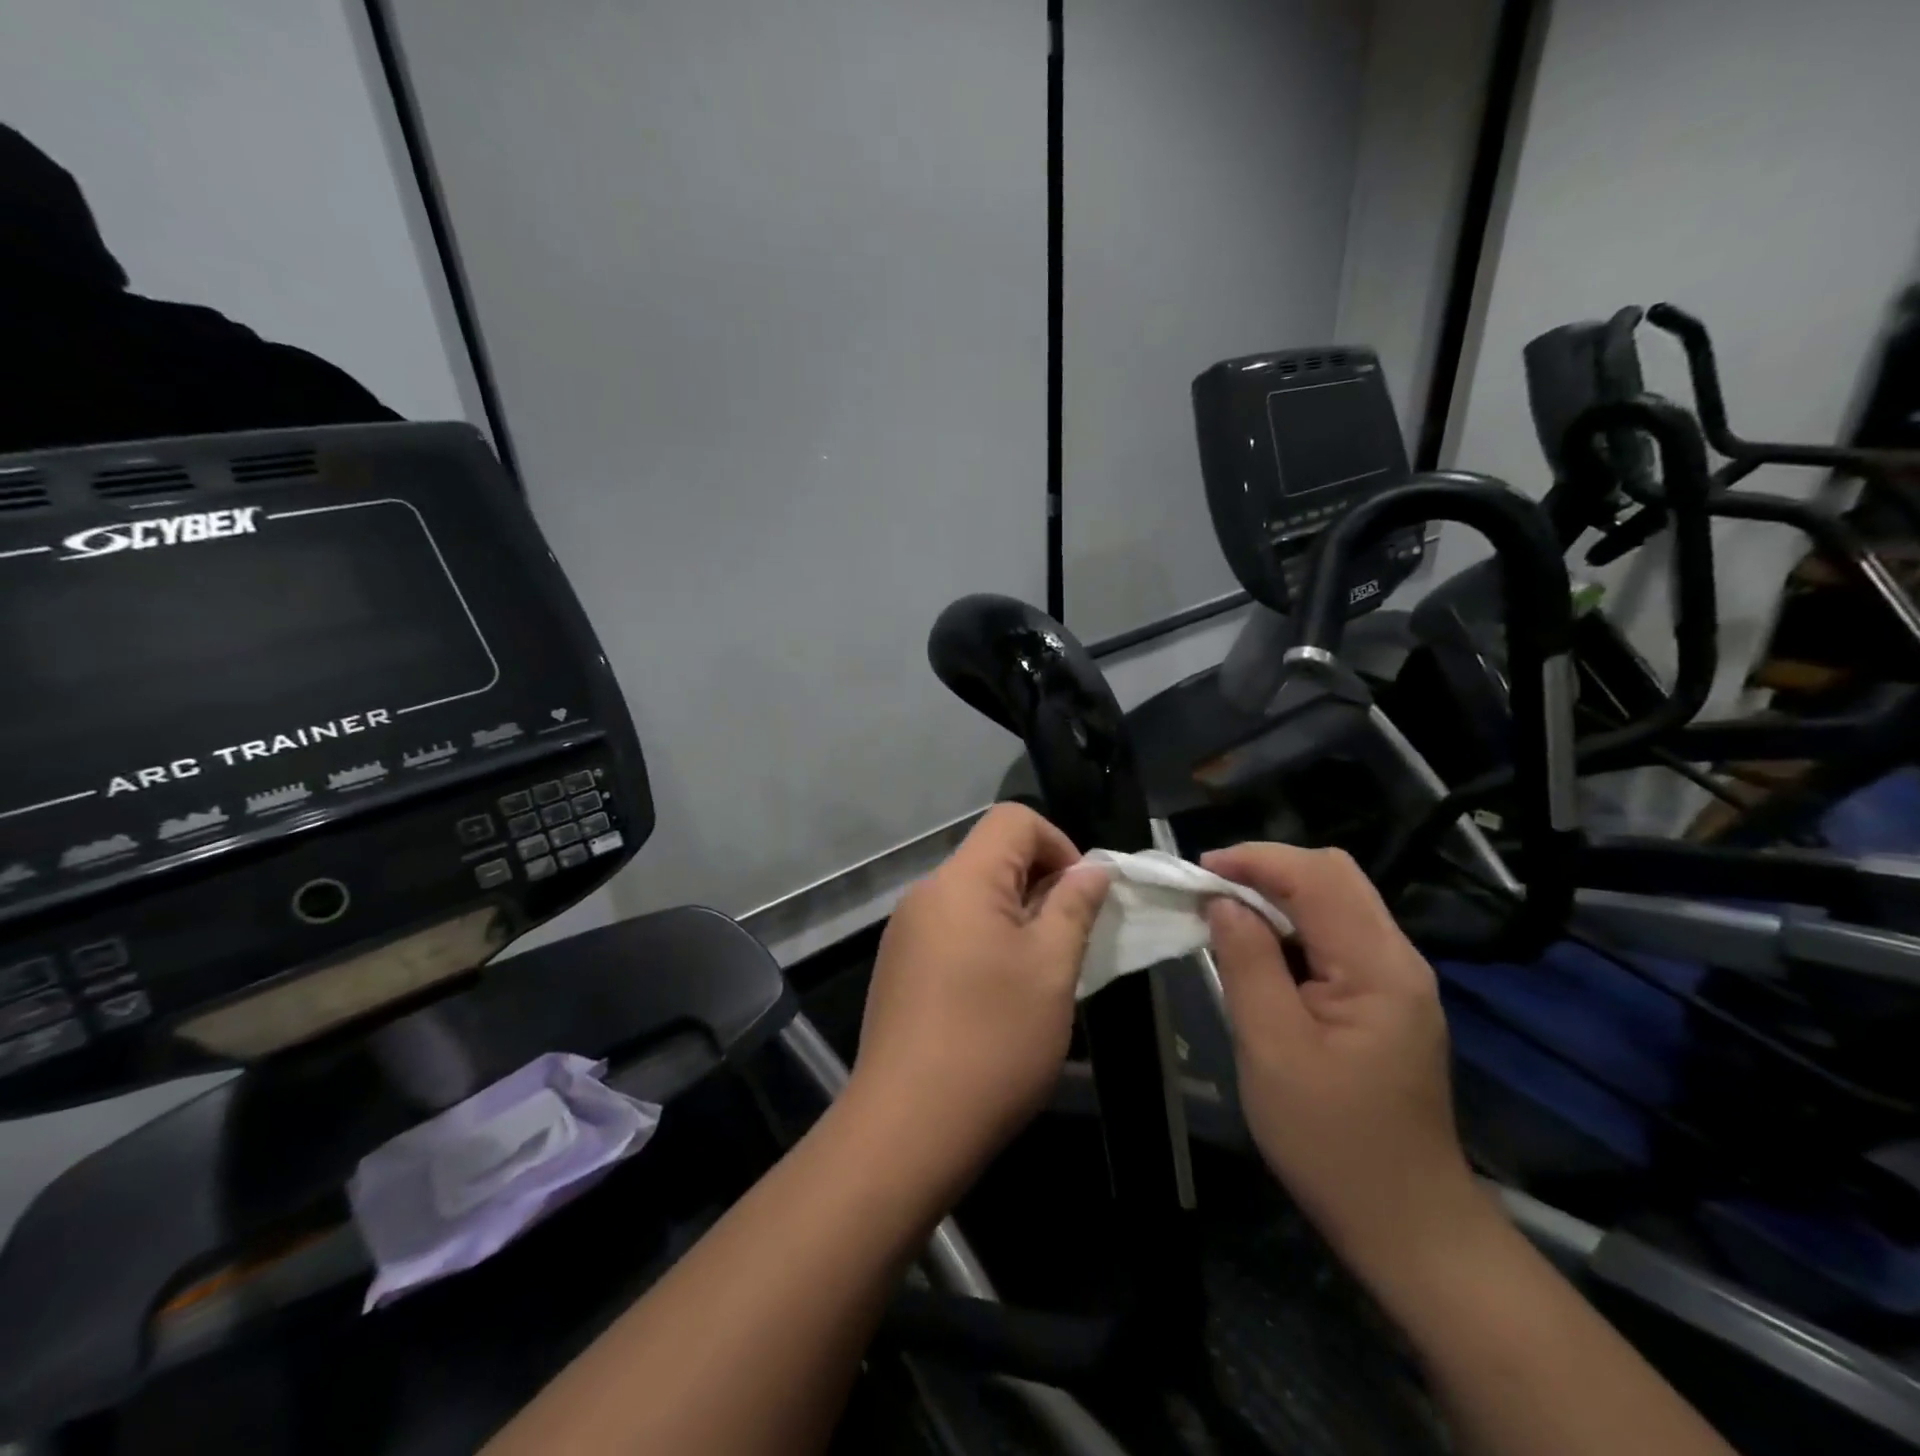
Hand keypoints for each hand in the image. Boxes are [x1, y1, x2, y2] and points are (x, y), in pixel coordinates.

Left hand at [849, 804, 1109, 1184]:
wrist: (907, 1127)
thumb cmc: (993, 1040)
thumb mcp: (1051, 969)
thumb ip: (1074, 906)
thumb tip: (1093, 868)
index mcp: (962, 879)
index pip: (1014, 819)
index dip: (1059, 844)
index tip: (1081, 898)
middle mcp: (926, 892)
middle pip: (992, 855)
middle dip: (1041, 884)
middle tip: (1068, 942)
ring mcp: (906, 931)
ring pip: (974, 896)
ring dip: (1016, 917)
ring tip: (1039, 974)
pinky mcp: (899, 966)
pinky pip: (952, 928)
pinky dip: (985, 941)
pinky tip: (998, 996)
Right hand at [1201, 843, 1488, 1284]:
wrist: (1405, 1222)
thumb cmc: (1331, 1140)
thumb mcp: (1272, 1048)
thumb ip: (1247, 963)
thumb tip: (1221, 901)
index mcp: (1378, 967)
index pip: (1317, 876)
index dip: (1255, 860)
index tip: (1198, 872)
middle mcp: (1397, 958)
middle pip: (1334, 875)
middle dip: (1267, 869)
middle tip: (1210, 892)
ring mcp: (1396, 978)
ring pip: (1336, 900)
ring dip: (1278, 895)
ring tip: (1223, 915)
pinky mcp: (1385, 997)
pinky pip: (1336, 934)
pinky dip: (1292, 925)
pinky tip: (1258, 949)